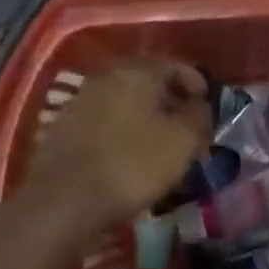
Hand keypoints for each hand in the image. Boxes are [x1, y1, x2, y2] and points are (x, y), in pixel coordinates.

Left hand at [26, 61, 211, 229]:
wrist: (61, 202)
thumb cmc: (131, 164)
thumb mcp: (181, 141)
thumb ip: (199, 116)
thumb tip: (200, 106)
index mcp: (138, 71)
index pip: (176, 66)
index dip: (197, 85)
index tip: (207, 110)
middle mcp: (107, 76)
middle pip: (148, 82)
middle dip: (170, 102)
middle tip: (186, 129)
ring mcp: (81, 101)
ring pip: (125, 103)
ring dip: (145, 119)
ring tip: (159, 146)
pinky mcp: (63, 128)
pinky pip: (104, 122)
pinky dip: (121, 133)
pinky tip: (127, 158)